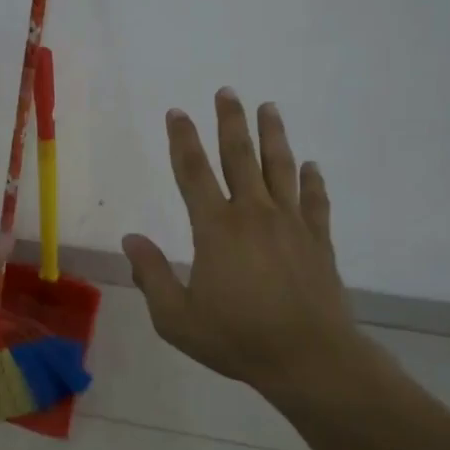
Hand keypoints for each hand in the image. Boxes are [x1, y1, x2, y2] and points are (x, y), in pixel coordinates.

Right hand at [122, 89, 368, 402]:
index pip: (193, 172)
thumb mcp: (176, 318)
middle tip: (228, 91)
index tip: (177, 112)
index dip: (182, 140)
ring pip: (280, 168)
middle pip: (240, 157)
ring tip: (270, 108)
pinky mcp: (318, 241)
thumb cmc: (237, 338)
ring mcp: (291, 224)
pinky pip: (315, 201)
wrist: (309, 358)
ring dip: (273, 136)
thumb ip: (152, 275)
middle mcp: (253, 214)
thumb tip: (131, 239)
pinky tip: (311, 166)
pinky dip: (312, 181)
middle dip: (231, 121)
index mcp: (216, 228)